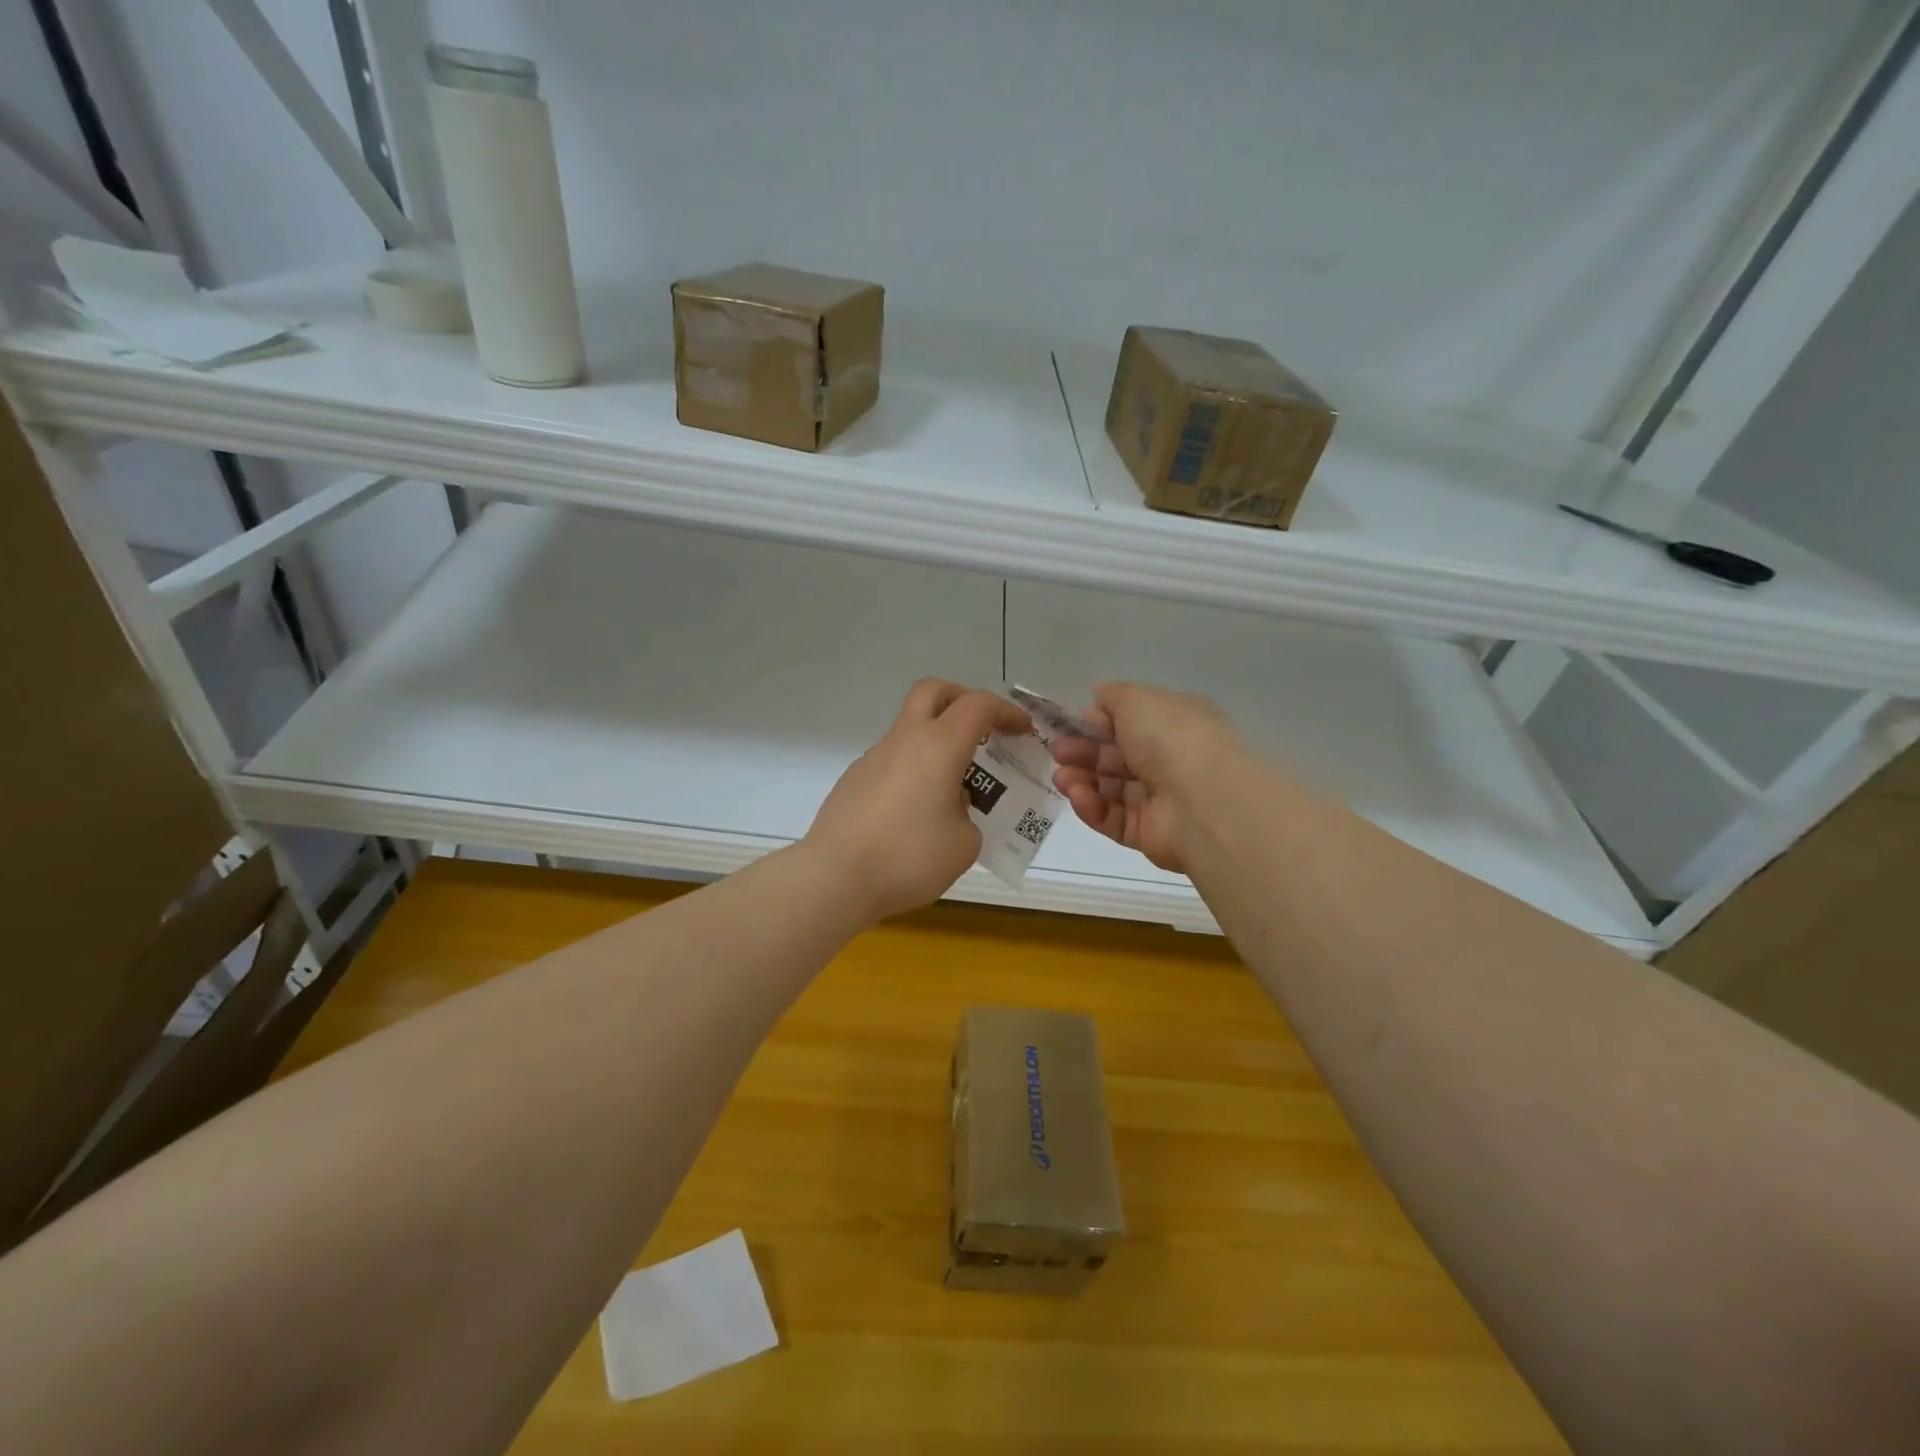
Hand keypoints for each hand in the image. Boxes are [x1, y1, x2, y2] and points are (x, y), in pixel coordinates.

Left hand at [803, 679, 1030, 922]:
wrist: (834, 878)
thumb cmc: (908, 857)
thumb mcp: (964, 844)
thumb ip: (969, 815)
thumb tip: (952, 806)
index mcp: (938, 746)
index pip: (978, 706)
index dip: (1006, 711)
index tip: (1023, 731)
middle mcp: (904, 740)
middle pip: (933, 692)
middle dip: (963, 700)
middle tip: (982, 728)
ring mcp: (873, 758)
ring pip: (910, 729)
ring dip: (936, 742)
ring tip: (955, 788)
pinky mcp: (853, 781)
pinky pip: (893, 761)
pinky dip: (914, 770)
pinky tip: (917, 813)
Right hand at [1049, 682, 1243, 873]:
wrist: (1204, 801)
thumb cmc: (1172, 738)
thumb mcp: (1138, 699)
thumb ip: (1113, 696)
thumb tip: (1098, 699)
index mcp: (1175, 723)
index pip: (1130, 722)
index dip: (1097, 723)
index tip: (1069, 725)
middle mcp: (1170, 760)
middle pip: (1116, 757)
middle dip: (1083, 752)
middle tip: (1057, 751)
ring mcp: (1160, 799)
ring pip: (1110, 789)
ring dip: (1081, 779)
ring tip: (1061, 777)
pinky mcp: (1147, 833)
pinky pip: (1112, 818)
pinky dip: (1091, 806)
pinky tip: (1078, 795)